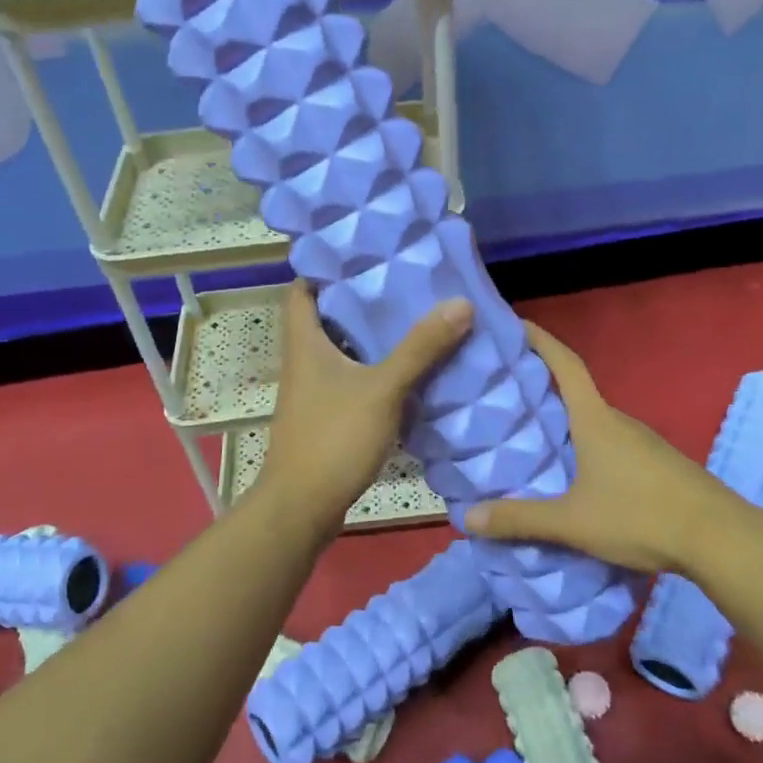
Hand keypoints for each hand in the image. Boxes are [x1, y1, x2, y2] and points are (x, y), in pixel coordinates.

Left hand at [254, 280, 472, 535]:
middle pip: (326, 317)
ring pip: (341, 351)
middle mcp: (304, 361)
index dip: (325, 268)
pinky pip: (351, 380)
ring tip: (413, 320)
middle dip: (360, 301)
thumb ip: (420, 348)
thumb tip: (460, 303)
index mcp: (305, 342)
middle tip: (402, 285)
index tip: (363, 255)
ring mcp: (313, 391)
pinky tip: (408, 372)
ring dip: (371, 338)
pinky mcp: (326, 416)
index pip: (301, 289)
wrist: (302, 507)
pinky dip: (374, 371)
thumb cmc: (333, 438)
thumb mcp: (382, 389)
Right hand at [466, 320, 755, 573]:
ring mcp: (644, 442)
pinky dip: (588, 447)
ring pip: (595, 422)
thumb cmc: (641, 517)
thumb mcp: (572, 522)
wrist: (722, 540)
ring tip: (534, 439)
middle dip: (543, 388)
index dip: (540, 340)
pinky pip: (613, 445)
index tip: (515, 324)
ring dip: (567, 423)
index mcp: (596, 419)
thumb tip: (467, 519)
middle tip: (506, 396)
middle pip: (577, 393)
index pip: (565, 364)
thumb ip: (520, 520)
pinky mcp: (659, 465)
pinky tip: (578, 477)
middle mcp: (620, 421)